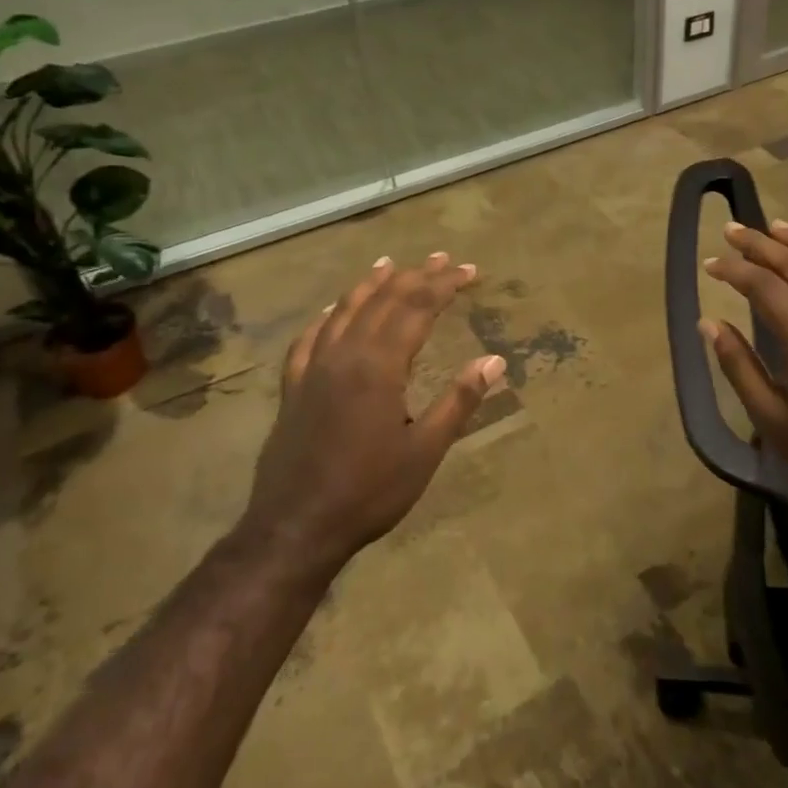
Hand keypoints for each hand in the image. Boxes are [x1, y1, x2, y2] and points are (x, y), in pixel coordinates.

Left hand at [238, 252, 505, 572]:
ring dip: (371, 284)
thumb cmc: (369, 491)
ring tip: (390, 264)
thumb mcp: (426, 450)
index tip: (470, 271)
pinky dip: (327, 315)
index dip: (445, 285)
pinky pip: (310, 337)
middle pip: (384, 300)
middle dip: (416, 276)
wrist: (296, 527)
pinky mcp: (294, 386)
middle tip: (443, 259)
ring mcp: (314, 368)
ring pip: (345, 310)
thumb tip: (494, 360)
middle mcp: (345, 354)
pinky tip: (333, 309)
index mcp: (380, 366)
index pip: (417, 307)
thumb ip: (459, 400)